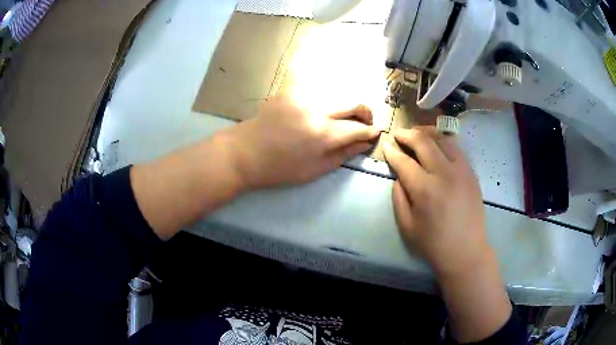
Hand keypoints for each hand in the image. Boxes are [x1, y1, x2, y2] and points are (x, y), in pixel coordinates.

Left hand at [222, 97, 379, 188]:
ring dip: (347, 105)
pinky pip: (319, 89)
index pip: (358, 128)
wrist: (244, 152)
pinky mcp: (291, 90)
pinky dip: (328, 99)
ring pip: (338, 93)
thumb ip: (343, 153)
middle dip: (365, 113)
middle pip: (354, 102)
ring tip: (344, 118)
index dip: (370, 131)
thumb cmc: (279, 168)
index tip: (375, 133)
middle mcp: (316, 108)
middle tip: (365, 123)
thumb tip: (366, 142)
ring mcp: (302, 95)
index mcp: (322, 133)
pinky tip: (324, 110)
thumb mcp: (314, 170)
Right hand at [383, 126, 490, 278]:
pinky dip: (443, 141)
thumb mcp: (407, 225)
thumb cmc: (433, 243)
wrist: (466, 250)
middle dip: (407, 134)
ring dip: (426, 132)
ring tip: (416, 133)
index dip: (391, 151)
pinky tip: (437, 143)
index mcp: (424, 189)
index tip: (385, 145)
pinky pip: (456, 147)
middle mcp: (444, 173)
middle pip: (423, 141)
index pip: (404, 161)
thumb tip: (399, 176)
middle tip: (398, 134)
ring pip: (441, 139)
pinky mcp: (471, 172)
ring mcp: (461, 170)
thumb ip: (399, 197)